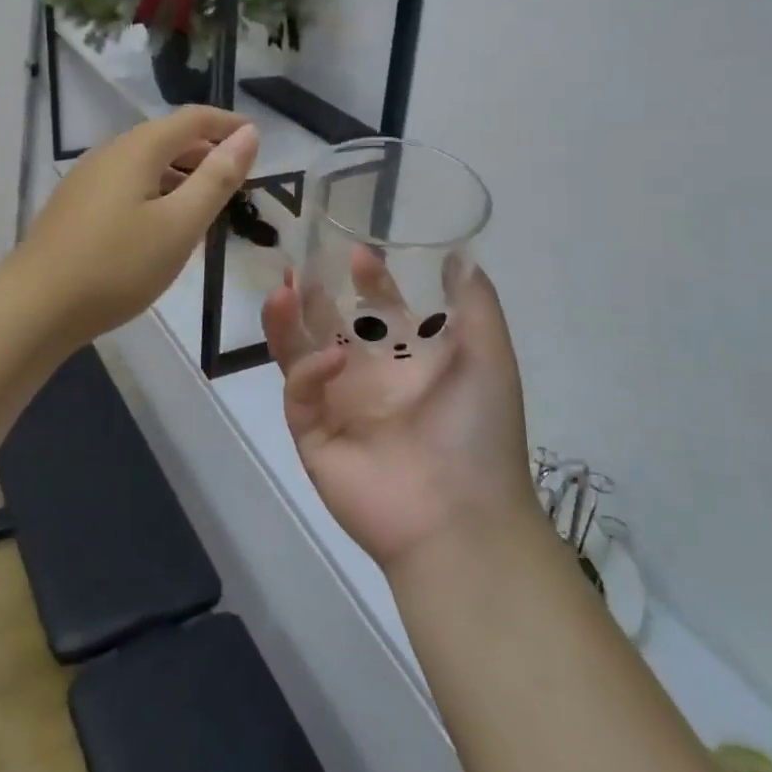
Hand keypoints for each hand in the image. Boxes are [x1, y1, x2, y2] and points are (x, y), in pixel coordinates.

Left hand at [22, 108, 259, 345]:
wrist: (35, 307)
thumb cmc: (117, 265)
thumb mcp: (180, 224)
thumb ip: (217, 178)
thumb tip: (248, 134)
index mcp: (138, 149)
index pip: (192, 119)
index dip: (228, 123)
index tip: (258, 137)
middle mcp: (110, 153)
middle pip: (167, 139)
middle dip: (206, 153)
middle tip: (239, 180)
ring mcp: (88, 180)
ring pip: (147, 166)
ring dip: (182, 177)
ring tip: (209, 209)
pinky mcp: (76, 207)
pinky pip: (128, 187)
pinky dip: (157, 195)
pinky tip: (164, 229)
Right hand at [262, 254, 537, 569]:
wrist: (462, 518)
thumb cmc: (479, 431)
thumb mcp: (489, 357)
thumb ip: (475, 304)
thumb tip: (459, 255)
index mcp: (407, 361)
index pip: (378, 311)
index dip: (368, 281)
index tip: (357, 253)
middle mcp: (369, 379)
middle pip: (329, 327)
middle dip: (314, 296)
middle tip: (300, 266)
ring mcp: (338, 407)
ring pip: (299, 354)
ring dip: (288, 323)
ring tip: (282, 292)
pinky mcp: (314, 436)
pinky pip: (300, 395)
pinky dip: (308, 372)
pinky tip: (329, 360)